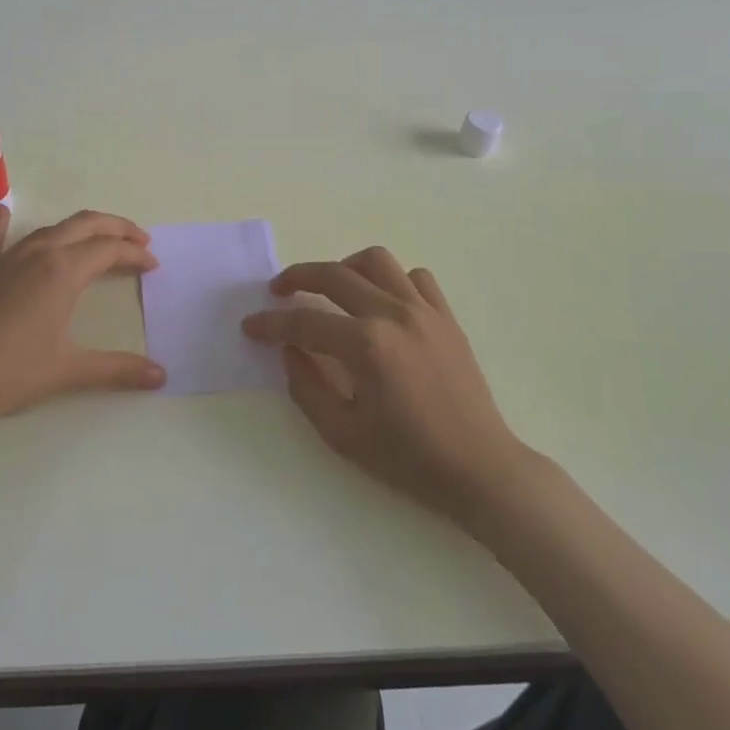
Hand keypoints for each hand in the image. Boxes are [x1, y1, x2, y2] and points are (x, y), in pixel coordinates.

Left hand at [0, 207, 164, 439]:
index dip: (135, 255)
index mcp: (62, 271)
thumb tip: (162, 376)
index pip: (109, 250)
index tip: (153, 266)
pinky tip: (5, 213)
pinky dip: (4, 222)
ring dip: (79, 230)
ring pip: (49, 229)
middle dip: (116, 229)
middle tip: (138, 241)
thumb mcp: (68, 371)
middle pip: (85, 226)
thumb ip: (118, 370)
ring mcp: (4, 256)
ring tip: (95, 240)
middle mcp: (37, 253)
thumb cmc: (8, 373)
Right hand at [242, 247, 530, 528]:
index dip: (271, 323)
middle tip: (277, 290)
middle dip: (297, 276)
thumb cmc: (409, 459)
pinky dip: (391, 280)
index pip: (305, 321)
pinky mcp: (446, 316)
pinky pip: (415, 277)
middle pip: (334, 274)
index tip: (250, 325)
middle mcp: (393, 315)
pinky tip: (381, 303)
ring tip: (331, 288)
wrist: (480, 469)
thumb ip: (306, 387)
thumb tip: (289, 350)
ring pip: (376, 261)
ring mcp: (424, 311)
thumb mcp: (343, 435)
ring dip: (345, 267)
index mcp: (366, 345)